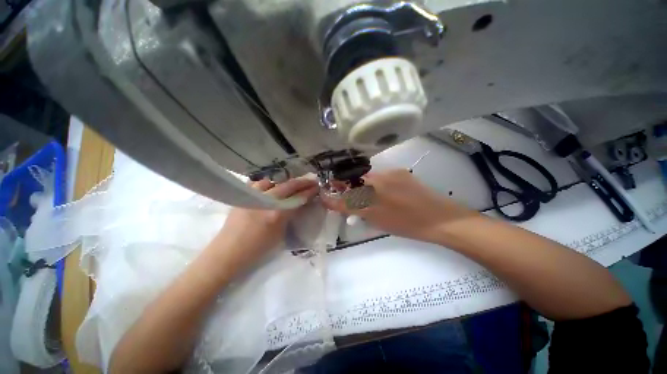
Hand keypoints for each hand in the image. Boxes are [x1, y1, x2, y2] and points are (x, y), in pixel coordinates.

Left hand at [206, 177, 318, 271]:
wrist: (228, 252)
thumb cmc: (257, 249)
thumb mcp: (280, 234)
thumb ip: (289, 215)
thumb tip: (298, 204)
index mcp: (276, 213)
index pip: (297, 197)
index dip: (309, 191)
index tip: (316, 186)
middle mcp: (265, 201)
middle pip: (287, 185)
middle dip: (302, 182)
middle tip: (311, 180)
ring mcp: (252, 196)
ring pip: (273, 181)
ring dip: (285, 182)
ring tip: (291, 185)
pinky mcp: (243, 196)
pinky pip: (259, 184)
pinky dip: (268, 184)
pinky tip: (271, 188)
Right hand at [324, 169, 476, 242]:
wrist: (442, 220)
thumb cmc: (408, 223)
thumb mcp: (377, 219)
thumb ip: (355, 208)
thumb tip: (338, 202)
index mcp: (375, 187)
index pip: (348, 186)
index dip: (337, 190)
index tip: (329, 194)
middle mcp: (381, 176)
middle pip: (358, 180)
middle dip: (349, 188)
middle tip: (348, 199)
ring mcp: (394, 174)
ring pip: (370, 179)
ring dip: (363, 188)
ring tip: (369, 200)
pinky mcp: (403, 175)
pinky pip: (383, 178)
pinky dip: (377, 186)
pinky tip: (385, 196)